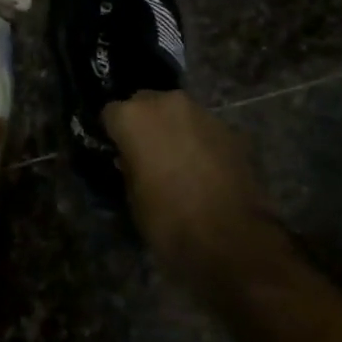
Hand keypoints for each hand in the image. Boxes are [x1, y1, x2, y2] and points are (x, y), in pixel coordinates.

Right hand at [103, 90, 278, 289]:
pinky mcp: (230, 129)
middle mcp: (166, 103)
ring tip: (178, 162)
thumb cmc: (168, 220)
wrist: (231, 238)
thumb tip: (133, 159)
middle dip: (145, 124)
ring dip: (174, 130)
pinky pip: (204, 129)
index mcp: (133, 117)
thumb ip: (129, 167)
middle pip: (146, 103)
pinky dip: (200, 142)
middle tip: (147, 154)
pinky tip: (204, 170)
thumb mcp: (133, 197)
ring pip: (178, 113)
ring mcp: (202, 113)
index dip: (113, 133)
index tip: (117, 151)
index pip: (111, 113)